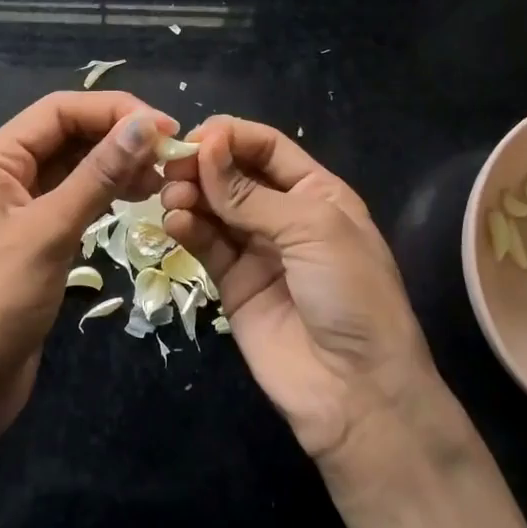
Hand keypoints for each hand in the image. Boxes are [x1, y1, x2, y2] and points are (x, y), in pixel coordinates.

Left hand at [0, 91, 175, 436]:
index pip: (59, 110)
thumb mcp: (52, 230)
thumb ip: (99, 173)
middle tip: (170, 157)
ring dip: (114, 166)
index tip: (166, 128)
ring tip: (160, 180)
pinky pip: (70, 199)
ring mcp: (14, 207)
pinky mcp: (29, 238)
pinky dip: (102, 195)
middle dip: (117, 138)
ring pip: (71, 167)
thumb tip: (146, 124)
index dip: (114, 111)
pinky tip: (134, 200)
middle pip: (65, 134)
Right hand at [160, 118, 446, 463]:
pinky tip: (175, 223)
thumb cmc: (350, 294)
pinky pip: (205, 244)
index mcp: (316, 193)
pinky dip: (187, 228)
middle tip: (173, 168)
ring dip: (190, 194)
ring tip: (171, 196)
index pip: (267, 148)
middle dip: (204, 165)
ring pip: (214, 207)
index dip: (231, 137)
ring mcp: (256, 250)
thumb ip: (251, 193)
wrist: (355, 390)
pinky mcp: (232, 282)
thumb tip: (206, 146)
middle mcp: (284, 215)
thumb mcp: (311, 229)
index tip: (195, 137)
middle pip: (234, 174)